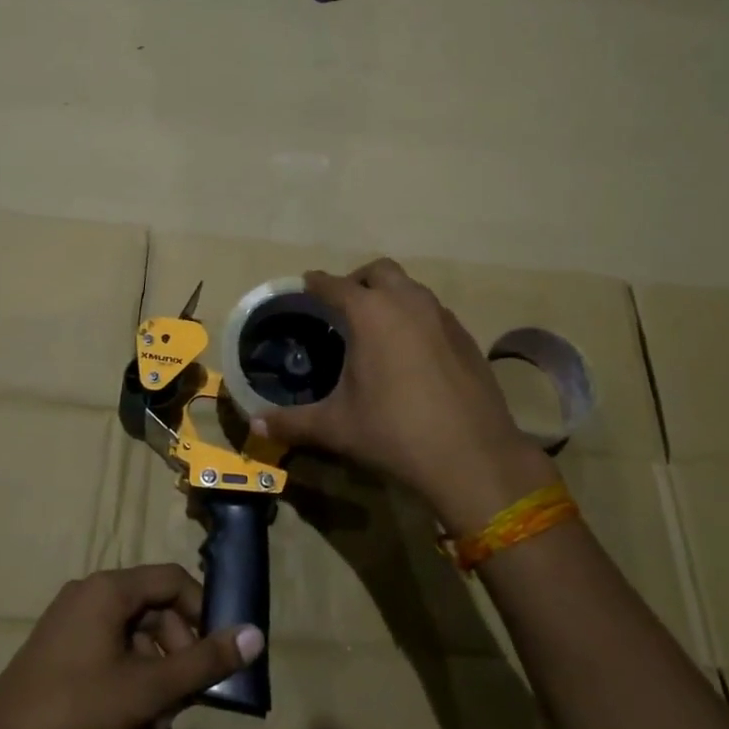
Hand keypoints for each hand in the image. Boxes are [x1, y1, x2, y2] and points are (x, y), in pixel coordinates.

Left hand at [0, 564, 263, 728]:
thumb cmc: (77, 708)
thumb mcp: (148, 689)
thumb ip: (203, 662)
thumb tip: (256, 636)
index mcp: (110, 588)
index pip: (172, 580)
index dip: (203, 610)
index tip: (219, 649)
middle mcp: (91, 592)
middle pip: (153, 607)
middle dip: (178, 650)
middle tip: (190, 695)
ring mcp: (71, 618)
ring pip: (132, 632)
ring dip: (156, 670)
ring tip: (161, 719)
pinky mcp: (59, 646)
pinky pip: (109, 646)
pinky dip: (130, 674)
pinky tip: (133, 717)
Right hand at [252, 259, 554, 533]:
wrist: (472, 456)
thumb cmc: (394, 433)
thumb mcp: (337, 427)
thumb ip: (292, 422)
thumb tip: (255, 425)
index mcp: (370, 313)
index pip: (334, 285)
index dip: (316, 283)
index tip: (306, 284)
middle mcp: (407, 302)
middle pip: (379, 271)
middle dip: (357, 281)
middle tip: (343, 306)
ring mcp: (442, 317)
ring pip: (411, 288)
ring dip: (390, 296)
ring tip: (377, 327)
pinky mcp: (466, 337)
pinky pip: (433, 312)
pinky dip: (416, 317)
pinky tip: (412, 351)